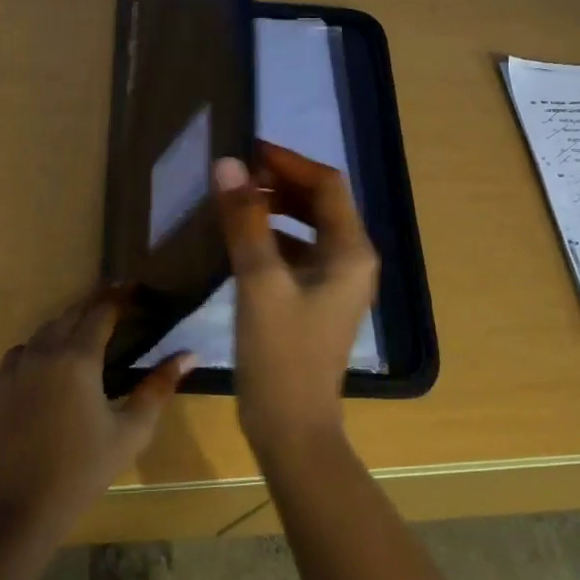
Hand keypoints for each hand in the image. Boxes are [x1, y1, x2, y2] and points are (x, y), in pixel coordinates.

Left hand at [0, 287, 194, 540]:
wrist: (22, 509)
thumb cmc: (84, 470)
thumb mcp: (131, 431)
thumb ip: (158, 387)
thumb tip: (188, 354)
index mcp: (77, 359)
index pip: (101, 312)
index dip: (120, 296)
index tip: (135, 288)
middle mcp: (41, 352)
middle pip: (69, 315)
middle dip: (93, 306)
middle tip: (114, 306)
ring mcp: (11, 369)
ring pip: (41, 333)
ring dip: (64, 328)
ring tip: (81, 337)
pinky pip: (18, 357)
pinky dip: (37, 354)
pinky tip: (47, 372)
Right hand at [212, 142, 379, 456]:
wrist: (293, 429)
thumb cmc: (281, 354)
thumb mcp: (259, 281)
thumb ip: (244, 220)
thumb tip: (227, 164)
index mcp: (351, 251)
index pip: (326, 185)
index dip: (288, 162)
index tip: (247, 150)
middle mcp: (352, 260)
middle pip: (320, 203)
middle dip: (281, 183)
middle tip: (236, 175)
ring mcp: (337, 283)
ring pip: (308, 228)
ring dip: (276, 209)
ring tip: (234, 201)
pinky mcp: (317, 301)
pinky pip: (298, 253)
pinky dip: (273, 238)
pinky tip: (240, 241)